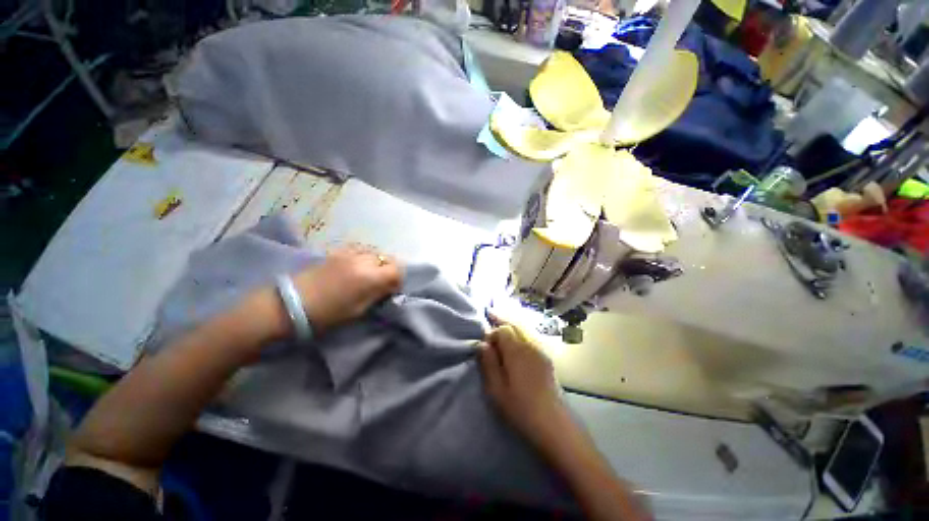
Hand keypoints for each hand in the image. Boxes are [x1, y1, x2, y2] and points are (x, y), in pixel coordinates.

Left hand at [291, 245, 401, 332]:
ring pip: (375, 251)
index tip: (392, 289)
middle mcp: (363, 260)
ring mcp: (350, 253)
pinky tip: (358, 266)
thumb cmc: (328, 314)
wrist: (291, 304)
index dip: (398, 280)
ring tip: (370, 274)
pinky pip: (361, 249)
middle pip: (388, 258)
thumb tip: (389, 286)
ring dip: (378, 262)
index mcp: (370, 276)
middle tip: (382, 282)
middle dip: (389, 269)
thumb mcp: (359, 310)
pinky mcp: (338, 251)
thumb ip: (378, 294)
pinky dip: (365, 256)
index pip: (397, 269)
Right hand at [479, 316, 568, 451]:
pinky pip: (531, 336)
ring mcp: (541, 350)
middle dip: (502, 319)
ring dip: (512, 324)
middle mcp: (530, 345)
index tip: (485, 343)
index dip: (492, 332)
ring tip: (502, 322)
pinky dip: (521, 331)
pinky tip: (517, 338)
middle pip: (515, 324)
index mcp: (517, 351)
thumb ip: (488, 363)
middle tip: (491, 313)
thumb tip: (482, 343)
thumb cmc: (520, 408)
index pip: (503, 329)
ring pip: (525, 329)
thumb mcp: (496, 389)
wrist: (553, 424)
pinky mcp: (547, 358)